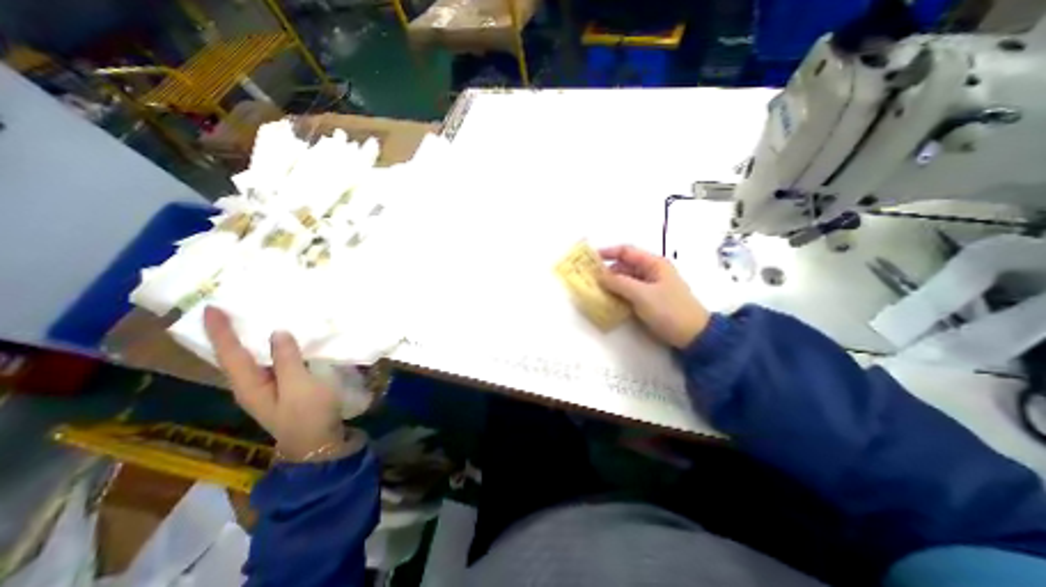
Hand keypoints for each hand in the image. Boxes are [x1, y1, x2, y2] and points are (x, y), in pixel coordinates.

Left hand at [204, 304, 345, 459]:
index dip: (220, 331)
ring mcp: (269, 388)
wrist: (319, 442)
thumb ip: (287, 359)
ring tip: (255, 320)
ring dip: (252, 339)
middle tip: (231, 310)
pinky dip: (275, 348)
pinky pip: (274, 362)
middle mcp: (252, 385)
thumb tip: (277, 332)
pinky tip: (285, 341)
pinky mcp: (285, 387)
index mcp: (249, 385)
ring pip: (254, 359)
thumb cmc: (308, 414)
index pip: (230, 353)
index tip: (211, 308)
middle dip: (229, 334)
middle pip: (234, 356)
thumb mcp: (299, 386)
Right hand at [596, 243, 711, 347]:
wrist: (693, 336)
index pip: (626, 252)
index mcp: (653, 264)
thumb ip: (618, 283)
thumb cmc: (669, 310)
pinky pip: (629, 293)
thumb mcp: (642, 295)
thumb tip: (599, 276)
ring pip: (625, 280)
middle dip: (607, 271)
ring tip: (595, 291)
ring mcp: (650, 287)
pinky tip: (608, 301)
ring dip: (611, 284)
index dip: (608, 252)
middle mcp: (651, 272)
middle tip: (589, 279)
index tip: (590, 258)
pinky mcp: (649, 300)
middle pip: (624, 266)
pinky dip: (618, 295)